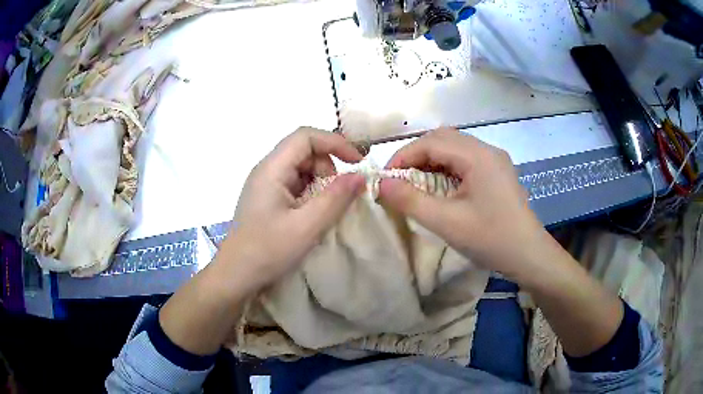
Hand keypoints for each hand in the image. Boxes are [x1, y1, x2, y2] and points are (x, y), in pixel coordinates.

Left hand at [223, 127, 364, 291]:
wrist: (236, 275)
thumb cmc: (267, 251)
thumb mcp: (306, 226)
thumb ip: (335, 199)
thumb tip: (360, 176)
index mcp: (272, 169)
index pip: (306, 136)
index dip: (335, 143)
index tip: (357, 163)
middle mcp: (267, 170)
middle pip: (305, 151)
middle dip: (328, 168)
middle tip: (337, 197)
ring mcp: (266, 185)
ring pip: (302, 169)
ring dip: (321, 183)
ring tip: (323, 211)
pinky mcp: (268, 199)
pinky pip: (296, 185)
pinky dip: (311, 195)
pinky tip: (312, 216)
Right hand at [378, 128, 547, 277]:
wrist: (529, 256)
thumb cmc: (490, 239)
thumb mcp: (446, 222)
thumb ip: (410, 201)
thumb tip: (382, 184)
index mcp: (477, 156)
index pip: (431, 142)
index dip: (403, 156)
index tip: (385, 179)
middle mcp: (487, 149)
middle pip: (443, 139)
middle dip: (416, 155)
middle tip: (400, 180)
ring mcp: (495, 160)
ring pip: (454, 148)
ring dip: (431, 161)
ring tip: (417, 184)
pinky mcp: (497, 171)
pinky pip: (465, 160)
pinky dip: (447, 168)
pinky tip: (442, 187)